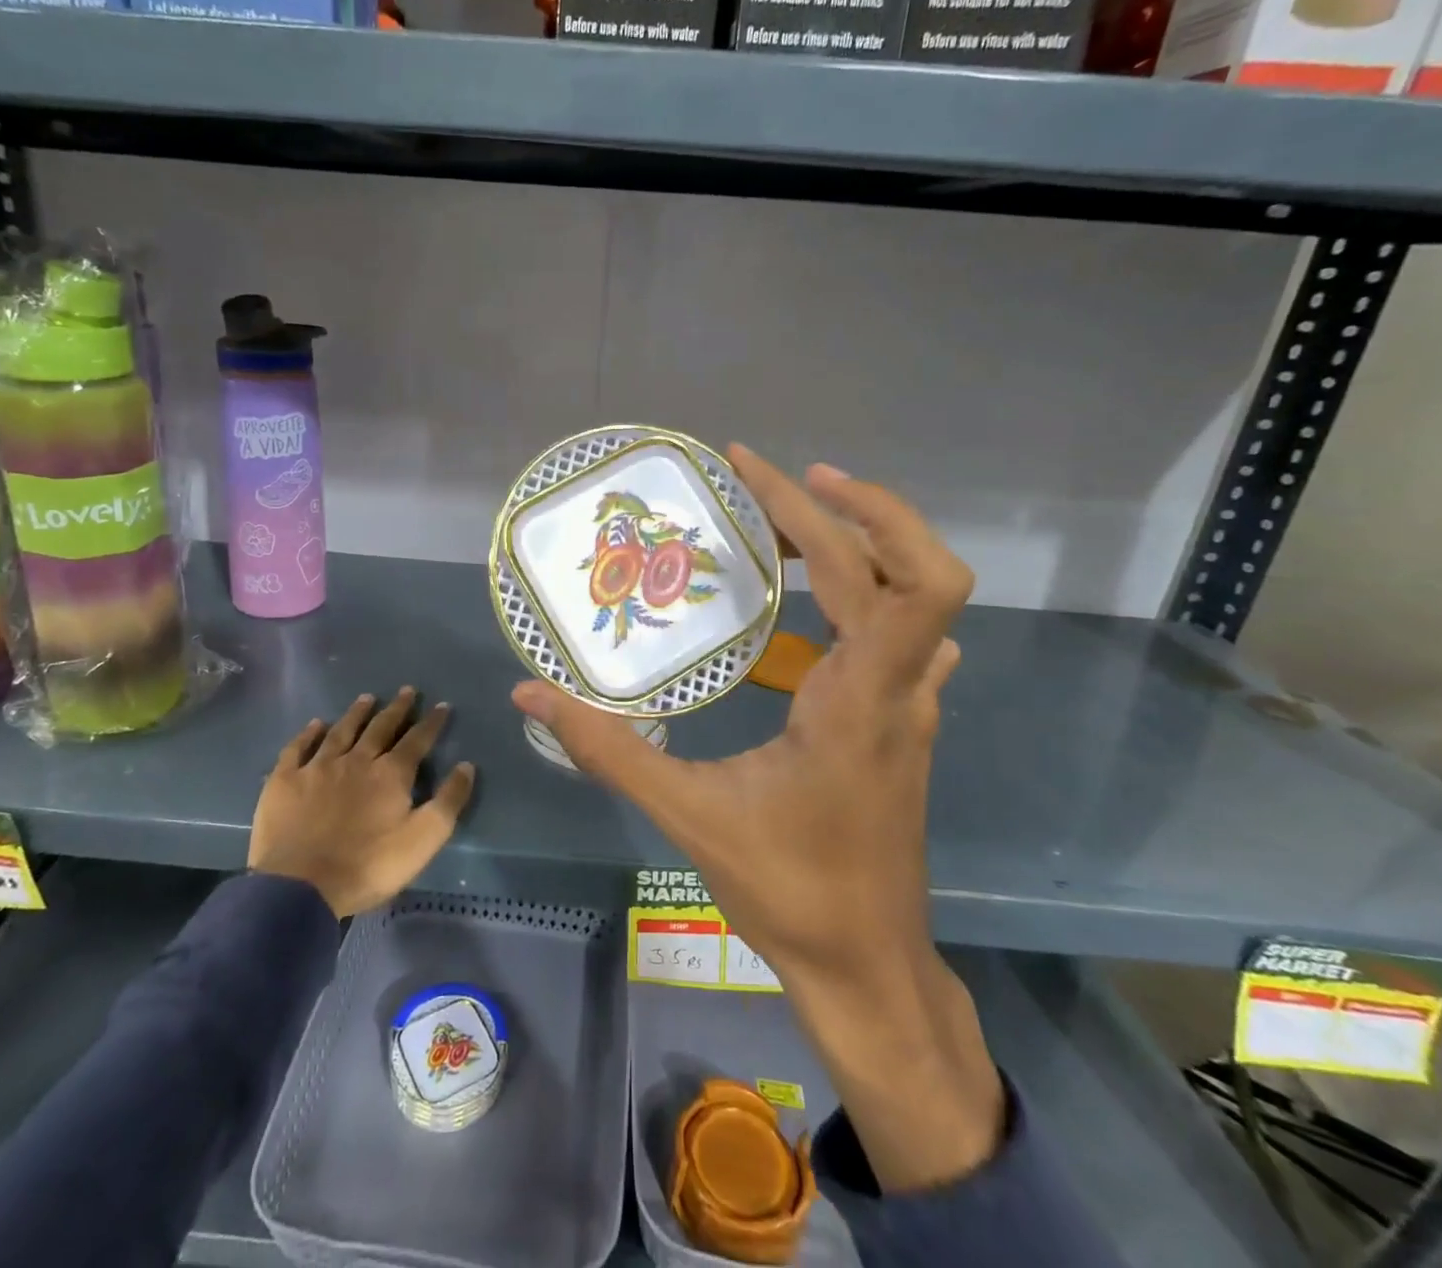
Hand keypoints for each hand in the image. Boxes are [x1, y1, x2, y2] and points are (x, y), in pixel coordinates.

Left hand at [248, 688, 474, 918]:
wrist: (301, 886)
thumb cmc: (368, 865)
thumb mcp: (423, 839)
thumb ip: (448, 801)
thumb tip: (466, 766)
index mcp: (391, 774)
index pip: (417, 740)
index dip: (431, 722)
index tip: (441, 705)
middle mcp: (356, 760)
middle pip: (380, 728)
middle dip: (396, 709)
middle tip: (406, 690)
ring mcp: (318, 768)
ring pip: (341, 732)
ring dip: (356, 714)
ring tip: (367, 698)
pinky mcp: (285, 781)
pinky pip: (298, 749)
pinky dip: (308, 734)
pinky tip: (316, 724)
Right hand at [512, 446, 1001, 1191]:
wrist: (869, 967)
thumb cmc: (789, 891)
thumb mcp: (688, 816)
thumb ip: (607, 750)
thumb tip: (529, 694)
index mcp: (860, 699)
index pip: (895, 578)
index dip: (848, 510)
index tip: (775, 474)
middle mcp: (900, 688)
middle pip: (905, 568)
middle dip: (836, 510)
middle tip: (760, 484)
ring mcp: (912, 705)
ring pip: (911, 598)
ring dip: (854, 546)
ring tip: (777, 531)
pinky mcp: (905, 722)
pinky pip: (907, 636)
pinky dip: (870, 595)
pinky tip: (822, 605)